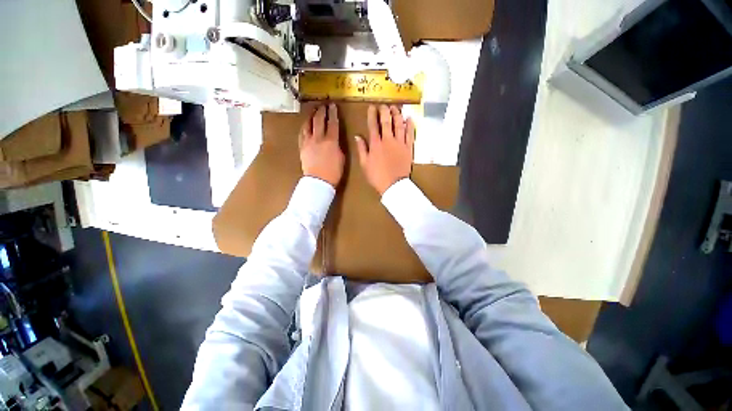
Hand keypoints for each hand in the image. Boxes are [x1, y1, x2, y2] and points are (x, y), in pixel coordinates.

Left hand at [299, 104, 344, 186]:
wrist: (319, 181)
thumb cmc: (334, 172)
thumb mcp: (342, 158)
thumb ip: (338, 146)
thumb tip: (335, 140)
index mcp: (331, 141)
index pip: (333, 123)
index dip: (333, 113)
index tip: (333, 106)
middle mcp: (319, 138)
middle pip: (319, 120)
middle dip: (322, 111)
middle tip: (323, 105)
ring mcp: (308, 142)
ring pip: (308, 124)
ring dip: (311, 116)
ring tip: (313, 111)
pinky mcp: (302, 147)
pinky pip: (302, 134)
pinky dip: (304, 127)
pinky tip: (305, 125)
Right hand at [355, 105, 414, 195]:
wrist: (393, 185)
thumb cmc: (377, 176)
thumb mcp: (364, 164)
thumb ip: (361, 149)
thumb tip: (357, 136)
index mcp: (375, 144)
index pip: (373, 125)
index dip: (372, 114)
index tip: (372, 107)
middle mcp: (388, 140)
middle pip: (387, 121)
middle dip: (385, 110)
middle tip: (384, 105)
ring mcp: (399, 143)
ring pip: (399, 124)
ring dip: (397, 114)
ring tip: (396, 108)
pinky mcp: (408, 148)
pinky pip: (410, 134)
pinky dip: (410, 125)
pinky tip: (409, 118)